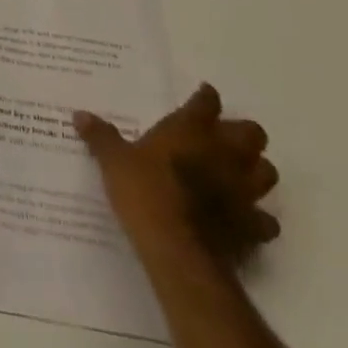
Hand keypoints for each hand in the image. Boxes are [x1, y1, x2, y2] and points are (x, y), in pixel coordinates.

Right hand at [74, 85, 278, 267]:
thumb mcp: (114, 161)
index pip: (206, 101)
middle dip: (241, 133)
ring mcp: (244, 191)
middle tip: (221, 138)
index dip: (205, 97)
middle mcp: (224, 153)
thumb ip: (101, 136)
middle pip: (252, 132)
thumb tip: (80, 114)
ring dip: (256, 170)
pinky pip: (265, 220)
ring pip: (267, 171)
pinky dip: (258, 218)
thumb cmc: (145, 193)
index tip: (202, 96)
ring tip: (237, 173)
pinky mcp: (252, 227)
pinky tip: (244, 219)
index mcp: (191, 130)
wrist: (178, 251)